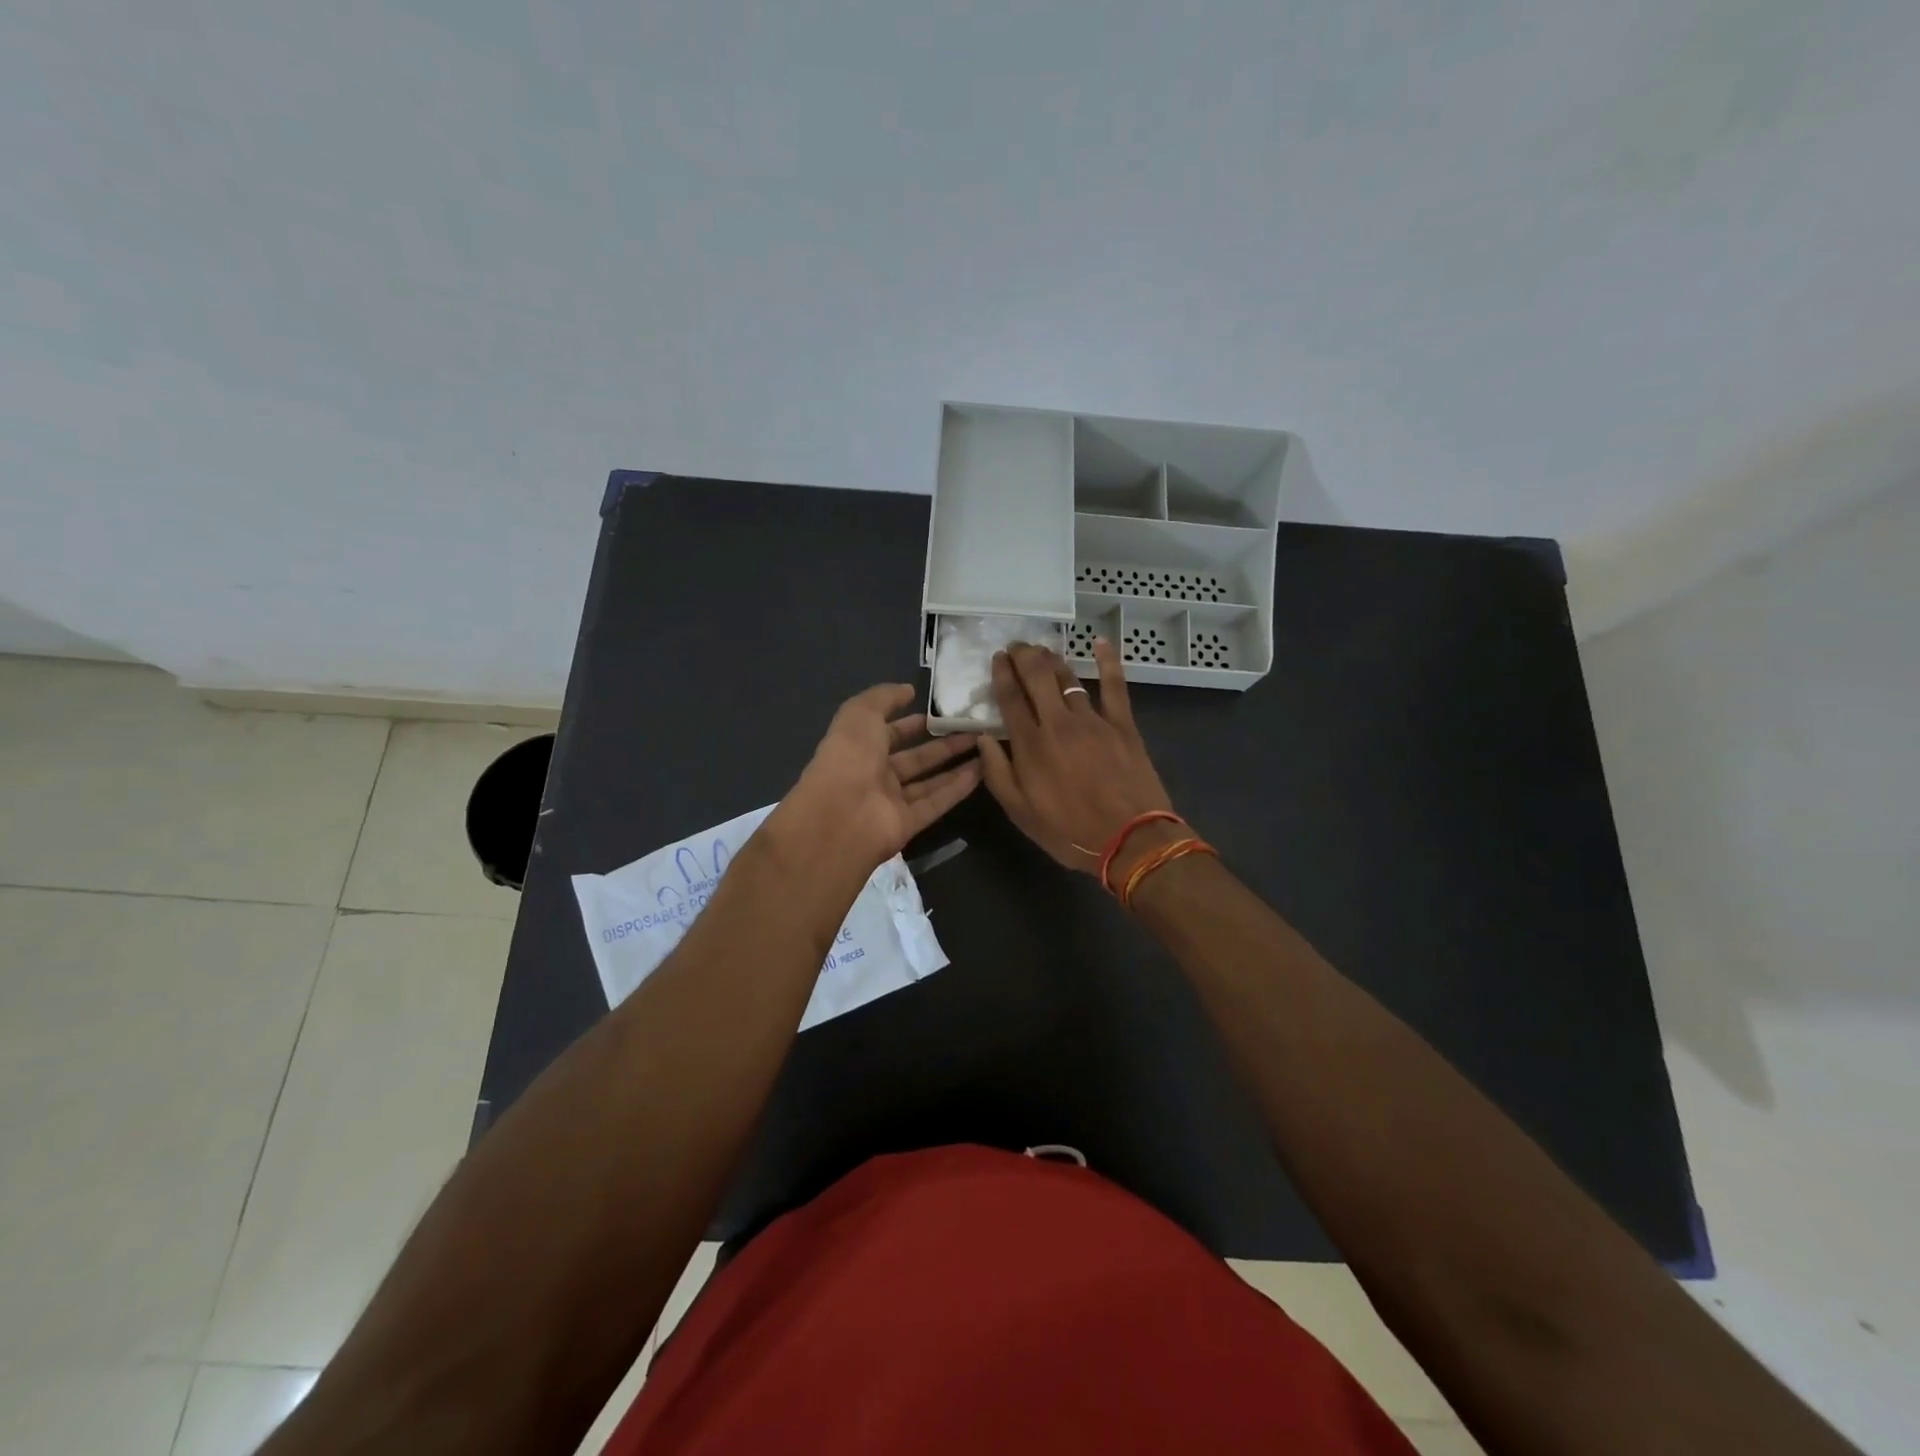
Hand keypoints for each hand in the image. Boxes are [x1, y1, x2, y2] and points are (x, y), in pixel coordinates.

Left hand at [778, 683, 982, 875]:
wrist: (841, 815)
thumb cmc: (849, 757)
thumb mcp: (860, 713)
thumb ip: (884, 697)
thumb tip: (908, 690)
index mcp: (859, 748)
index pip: (889, 733)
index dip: (913, 723)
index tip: (942, 713)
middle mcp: (875, 775)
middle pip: (914, 758)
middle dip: (942, 744)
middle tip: (973, 730)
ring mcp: (891, 802)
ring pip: (929, 781)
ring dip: (955, 764)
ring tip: (985, 747)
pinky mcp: (908, 824)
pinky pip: (936, 803)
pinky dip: (958, 788)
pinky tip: (982, 771)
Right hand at [977, 640, 1178, 879]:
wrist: (1129, 839)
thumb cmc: (1069, 832)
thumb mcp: (1021, 813)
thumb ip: (998, 773)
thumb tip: (983, 739)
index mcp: (1030, 745)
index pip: (1010, 698)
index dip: (1001, 674)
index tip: (997, 659)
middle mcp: (1058, 723)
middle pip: (1037, 677)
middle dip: (1023, 656)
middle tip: (1016, 646)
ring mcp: (1092, 720)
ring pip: (1068, 678)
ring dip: (1052, 660)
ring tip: (1042, 650)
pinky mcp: (1122, 724)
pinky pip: (1114, 685)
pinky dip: (1108, 661)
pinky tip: (1101, 643)